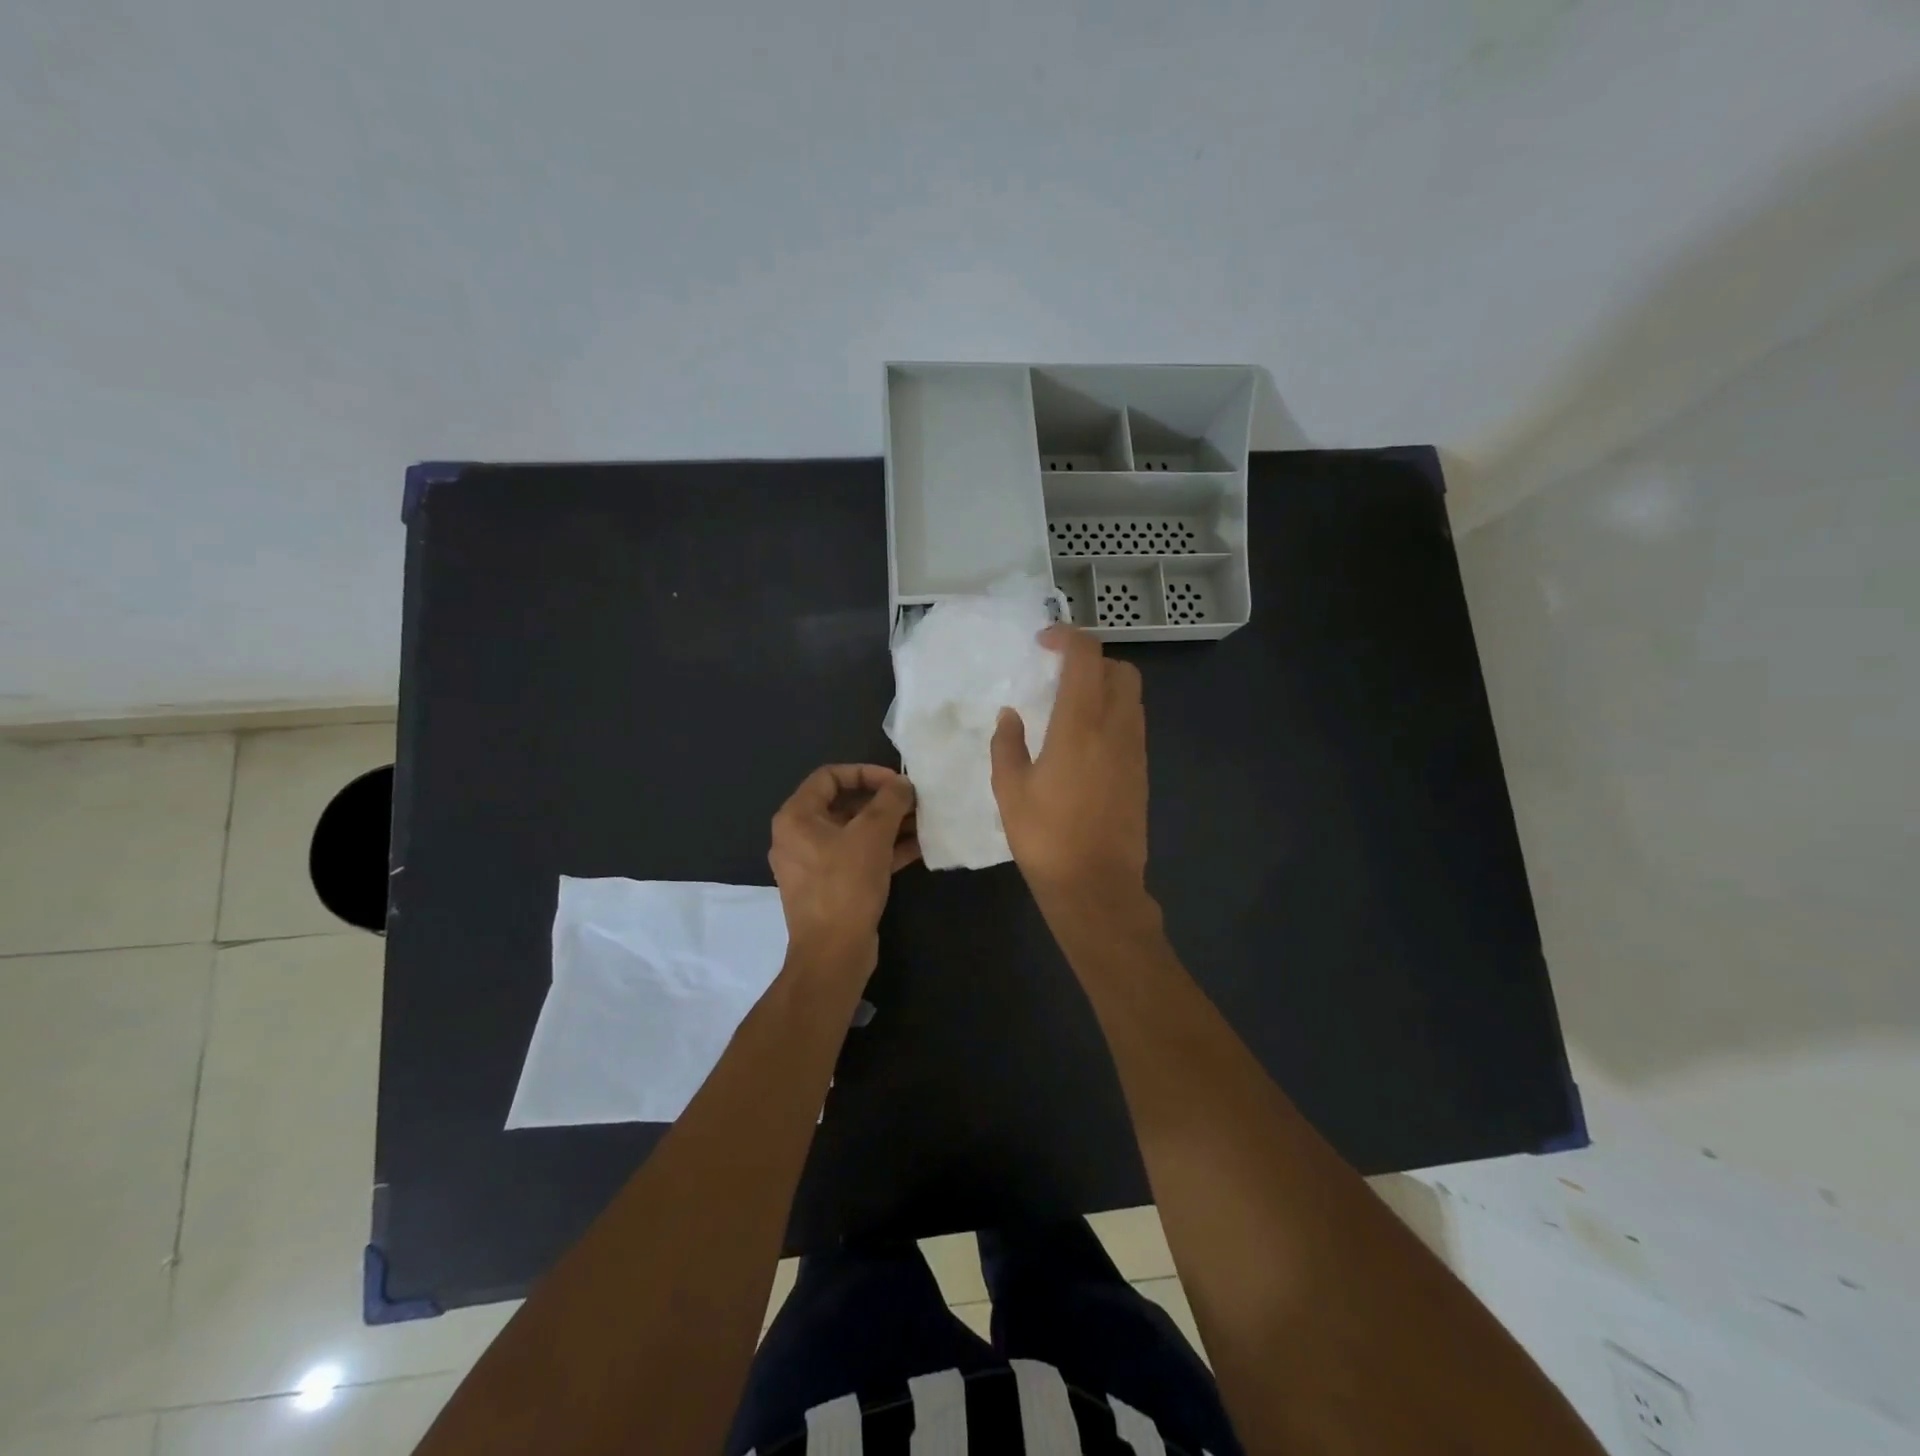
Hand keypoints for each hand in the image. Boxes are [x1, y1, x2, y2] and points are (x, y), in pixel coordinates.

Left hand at [768, 764, 919, 973]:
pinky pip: (858, 857)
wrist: (833, 953)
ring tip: (923, 823)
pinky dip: (884, 850)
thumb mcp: (872, 835)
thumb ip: (890, 801)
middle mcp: (799, 837)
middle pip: (844, 804)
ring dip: (888, 826)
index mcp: (796, 817)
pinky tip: (918, 848)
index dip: (865, 773)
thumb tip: (902, 784)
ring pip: (854, 833)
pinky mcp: (831, 887)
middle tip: (915, 803)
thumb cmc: (845, 885)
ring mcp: (814, 864)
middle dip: (882, 802)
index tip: (896, 782)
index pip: (830, 776)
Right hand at [990, 625, 1148, 908]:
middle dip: (1092, 659)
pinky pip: (1132, 723)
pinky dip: (1113, 712)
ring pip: (1132, 696)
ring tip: (1070, 704)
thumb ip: (1008, 744)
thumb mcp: (1010, 790)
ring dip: (1105, 685)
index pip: (1086, 657)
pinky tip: (1085, 738)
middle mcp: (1116, 728)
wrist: (1096, 885)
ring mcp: (1135, 750)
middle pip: (1120, 669)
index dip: (1067, 638)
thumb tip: (1011, 715)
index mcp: (1081, 725)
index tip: (1043, 643)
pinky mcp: (1142, 771)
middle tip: (1059, 673)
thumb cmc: (1046, 837)